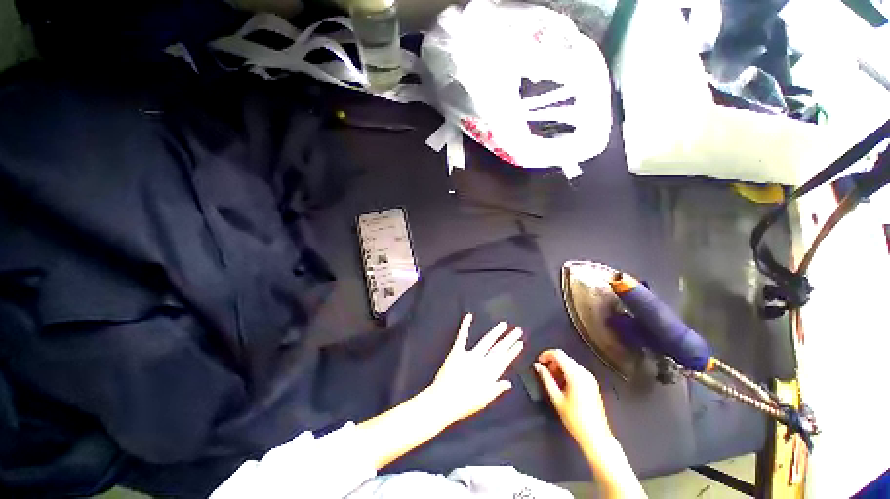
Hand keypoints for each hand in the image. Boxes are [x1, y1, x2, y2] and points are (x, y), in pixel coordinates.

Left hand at [428, 313, 523, 423]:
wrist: (444, 401)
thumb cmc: (464, 404)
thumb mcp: (484, 400)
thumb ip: (497, 389)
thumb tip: (509, 383)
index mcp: (490, 374)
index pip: (504, 360)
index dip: (513, 351)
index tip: (520, 343)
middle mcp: (483, 362)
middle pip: (498, 349)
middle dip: (509, 339)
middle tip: (518, 331)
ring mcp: (470, 355)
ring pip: (486, 341)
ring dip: (496, 332)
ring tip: (504, 324)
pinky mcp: (457, 352)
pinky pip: (462, 337)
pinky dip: (465, 325)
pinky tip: (469, 316)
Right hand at [534, 349, 611, 449]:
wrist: (596, 436)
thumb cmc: (574, 419)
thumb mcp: (557, 398)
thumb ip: (546, 379)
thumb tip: (537, 366)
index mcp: (575, 375)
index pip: (558, 354)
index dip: (546, 354)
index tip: (538, 362)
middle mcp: (584, 372)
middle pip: (565, 357)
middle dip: (552, 361)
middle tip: (544, 372)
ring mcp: (590, 378)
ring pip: (570, 363)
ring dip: (559, 367)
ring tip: (552, 379)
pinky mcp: (593, 383)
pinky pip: (577, 370)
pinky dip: (567, 372)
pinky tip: (562, 384)